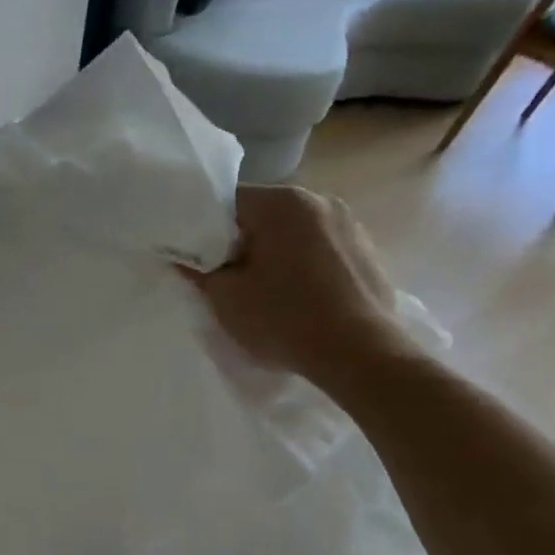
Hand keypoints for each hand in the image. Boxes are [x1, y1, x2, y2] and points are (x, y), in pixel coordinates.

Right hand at [180, 185, 417, 392]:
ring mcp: (350, 224)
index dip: (205, 228)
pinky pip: (321, 249)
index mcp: (282, 202)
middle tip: (225, 277)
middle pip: (264, 214)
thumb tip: (185, 257)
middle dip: (242, 241)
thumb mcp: (225, 297)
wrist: (360, 353)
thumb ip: (199, 270)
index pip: (228, 201)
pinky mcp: (368, 252)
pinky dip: (303, 266)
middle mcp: (320, 200)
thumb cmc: (283, 318)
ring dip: (275, 253)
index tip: (197, 258)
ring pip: (294, 232)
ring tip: (264, 290)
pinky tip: (298, 298)